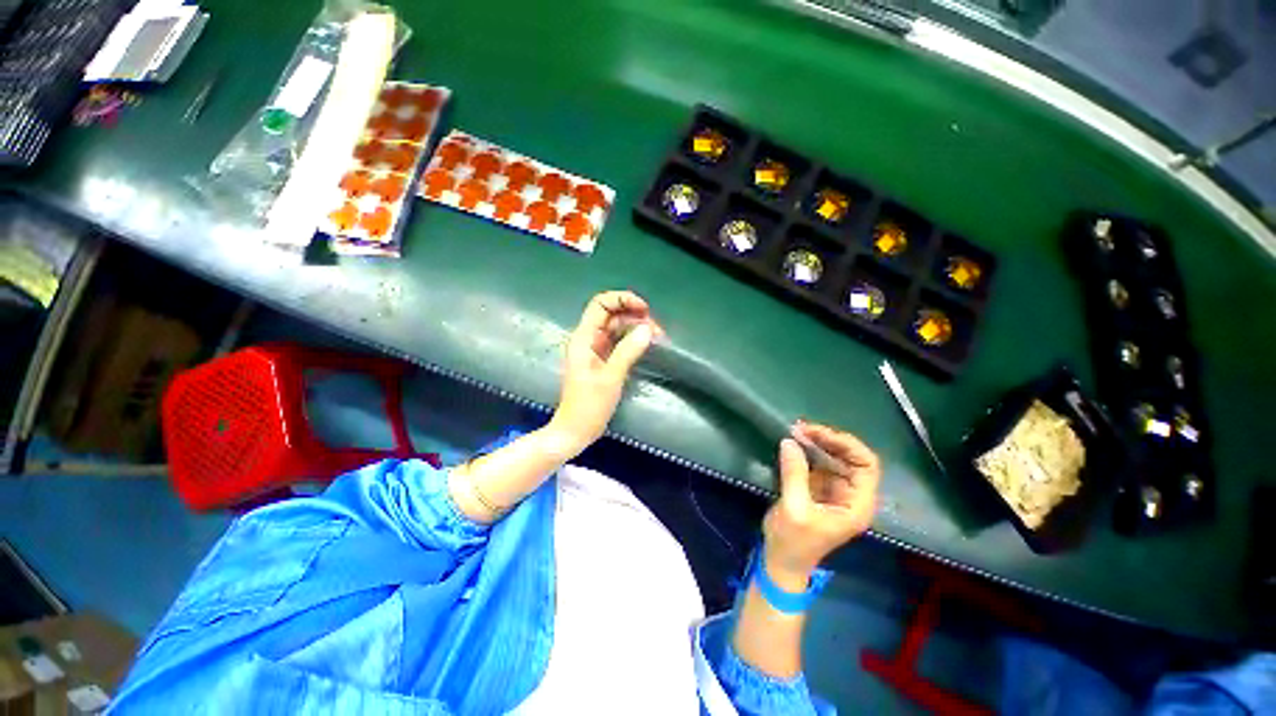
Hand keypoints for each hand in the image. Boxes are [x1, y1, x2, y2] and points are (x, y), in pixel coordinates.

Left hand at [549, 291, 660, 453]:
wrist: (575, 431)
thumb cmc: (588, 406)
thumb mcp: (610, 377)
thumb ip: (628, 351)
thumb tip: (647, 329)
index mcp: (583, 338)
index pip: (601, 305)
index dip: (622, 300)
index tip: (645, 310)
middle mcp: (588, 339)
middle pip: (611, 314)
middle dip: (634, 315)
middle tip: (656, 329)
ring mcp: (595, 350)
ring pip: (617, 328)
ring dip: (636, 328)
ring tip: (657, 337)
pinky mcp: (602, 360)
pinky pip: (618, 342)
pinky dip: (633, 340)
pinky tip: (647, 344)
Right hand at [762, 422, 880, 587]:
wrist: (781, 561)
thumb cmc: (794, 541)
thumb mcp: (794, 508)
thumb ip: (795, 474)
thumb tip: (790, 441)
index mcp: (857, 504)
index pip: (866, 465)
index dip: (848, 445)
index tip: (820, 433)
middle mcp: (851, 494)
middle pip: (850, 458)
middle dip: (828, 440)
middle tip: (801, 428)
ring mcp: (834, 490)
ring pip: (834, 457)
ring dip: (816, 442)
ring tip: (795, 430)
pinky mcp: (818, 488)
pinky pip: (818, 462)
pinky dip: (807, 450)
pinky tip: (793, 442)